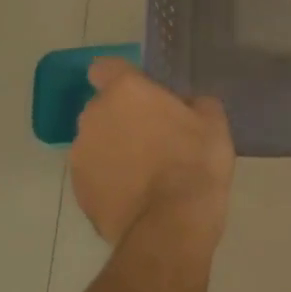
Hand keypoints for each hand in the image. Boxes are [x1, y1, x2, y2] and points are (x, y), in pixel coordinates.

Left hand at [72, 57, 234, 248]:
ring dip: (114, 149)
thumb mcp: (213, 122)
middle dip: (122, 118)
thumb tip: (187, 105)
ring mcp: (81, 154)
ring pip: (96, 142)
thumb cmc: (195, 161)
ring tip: (145, 173)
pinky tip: (136, 196)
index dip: (121, 79)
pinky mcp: (78, 190)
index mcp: (125, 90)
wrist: (171, 223)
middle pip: (103, 108)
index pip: (105, 68)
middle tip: (154, 137)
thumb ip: (194, 103)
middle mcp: (94, 115)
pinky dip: (109, 180)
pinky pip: (94, 174)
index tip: (142, 95)